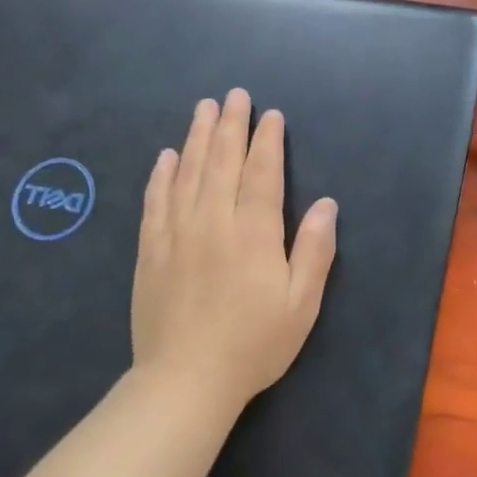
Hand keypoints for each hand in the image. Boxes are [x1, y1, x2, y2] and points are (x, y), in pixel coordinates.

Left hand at [131, 89, 337, 409]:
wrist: (185, 381)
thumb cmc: (254, 344)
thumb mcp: (301, 304)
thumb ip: (314, 250)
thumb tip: (326, 204)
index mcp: (253, 233)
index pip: (262, 174)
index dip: (267, 141)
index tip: (270, 115)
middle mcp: (212, 222)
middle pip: (222, 162)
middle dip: (231, 125)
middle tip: (234, 95)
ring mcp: (176, 234)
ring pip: (188, 173)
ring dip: (197, 137)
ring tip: (203, 109)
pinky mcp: (151, 251)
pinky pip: (156, 200)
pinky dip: (162, 174)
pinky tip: (167, 156)